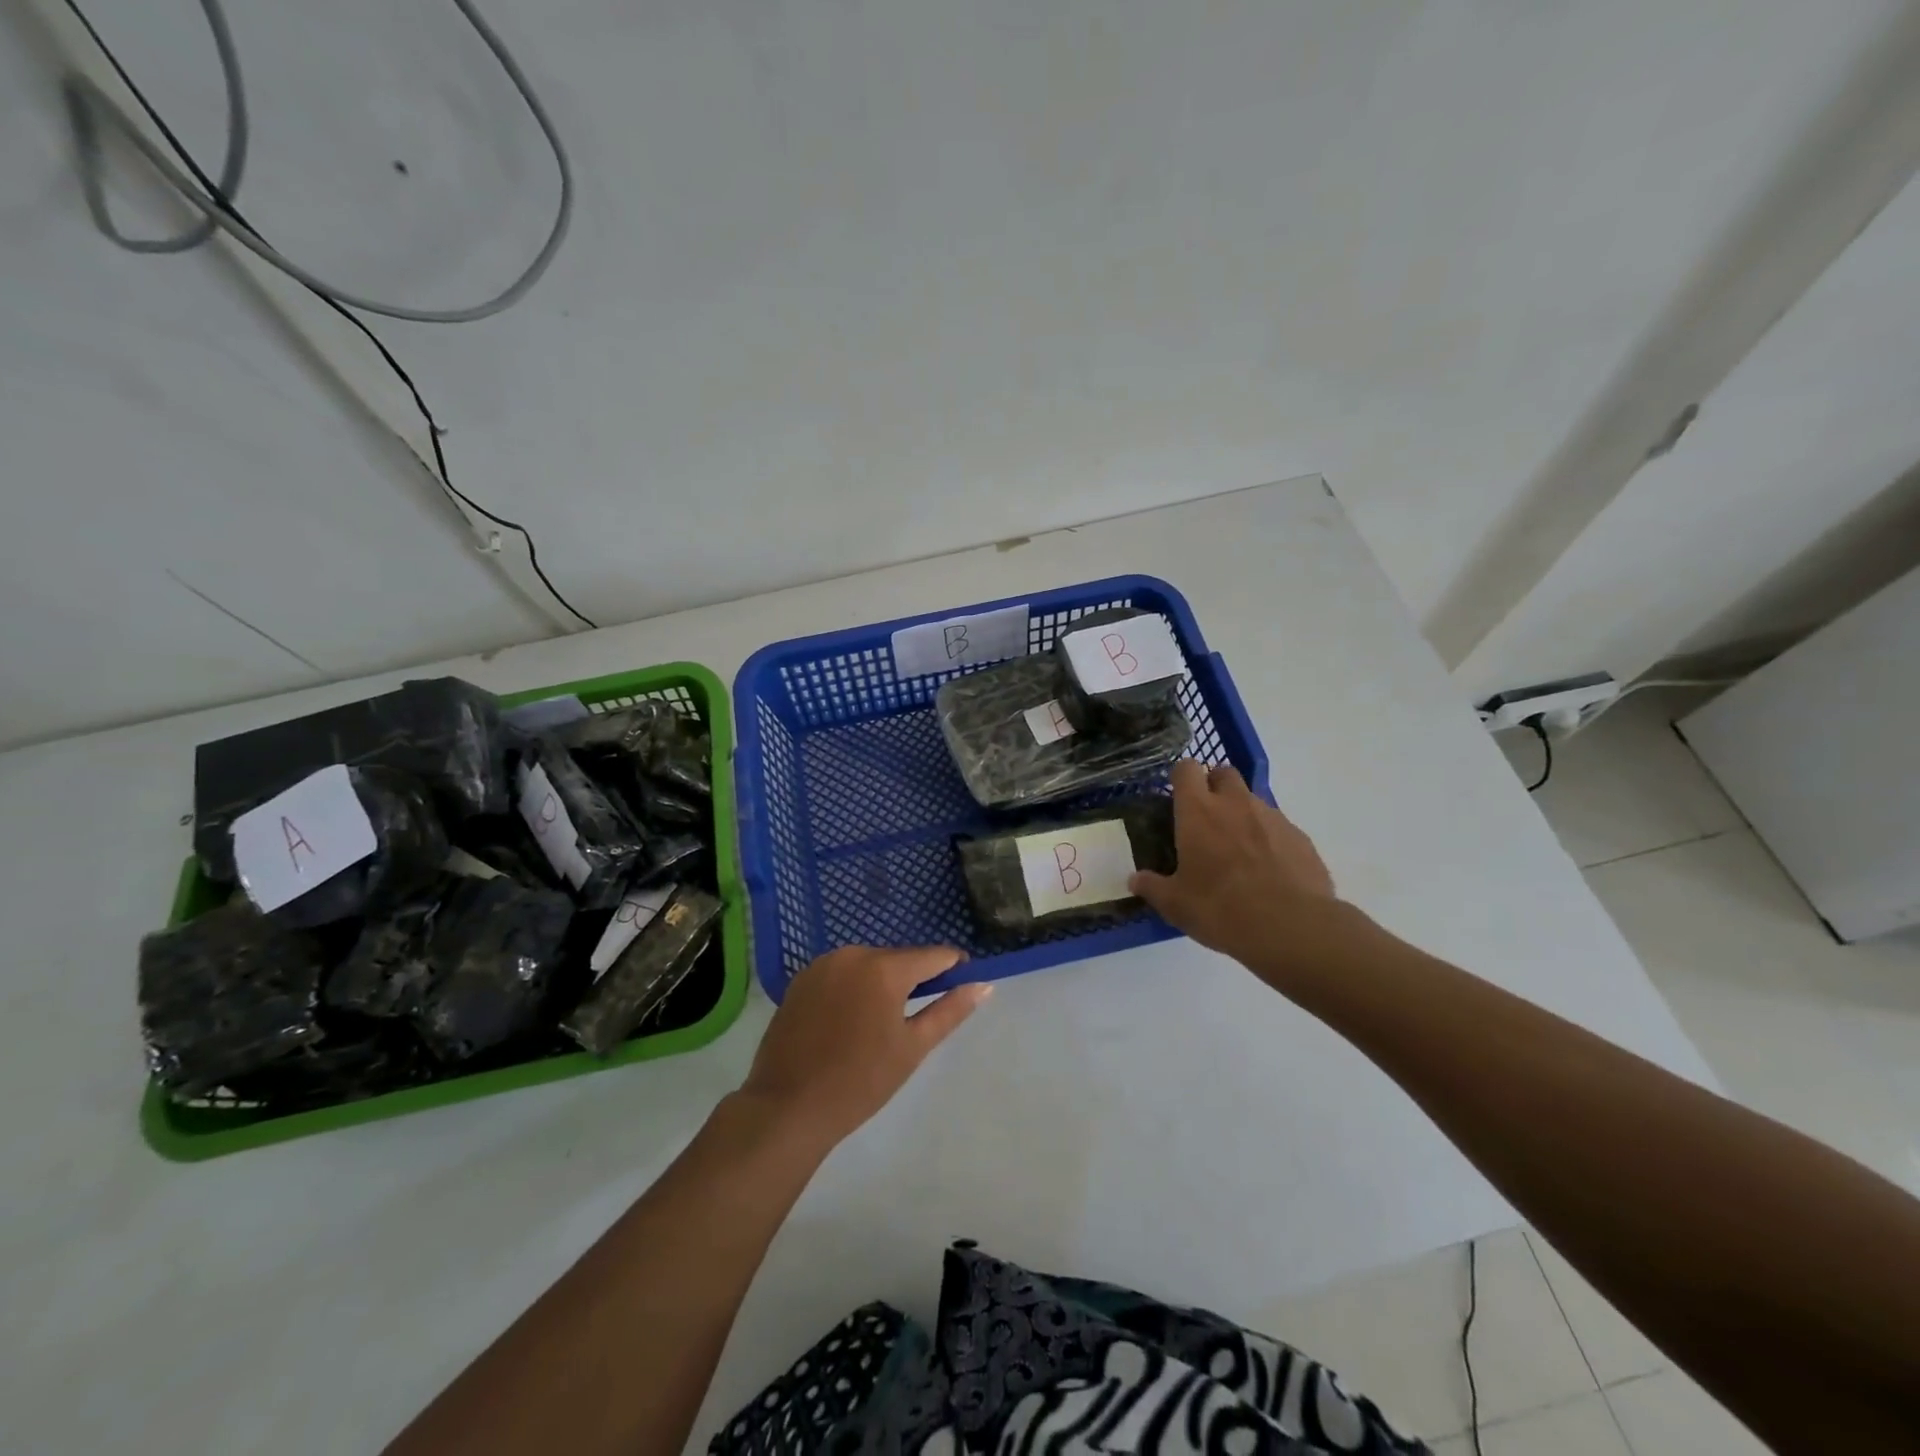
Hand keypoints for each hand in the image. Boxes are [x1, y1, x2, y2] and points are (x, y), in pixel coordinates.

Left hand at [738, 945, 989, 1150]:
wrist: (788, 1107)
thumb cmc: (860, 1081)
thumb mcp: (913, 1047)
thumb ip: (950, 1011)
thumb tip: (984, 985)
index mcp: (884, 968)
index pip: (933, 955)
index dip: (952, 966)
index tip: (961, 984)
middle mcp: (853, 954)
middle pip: (898, 959)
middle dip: (913, 979)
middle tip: (917, 1017)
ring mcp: (823, 964)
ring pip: (868, 965)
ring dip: (881, 983)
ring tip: (880, 1024)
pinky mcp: (800, 980)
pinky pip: (840, 974)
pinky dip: (852, 989)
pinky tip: (848, 1022)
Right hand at [1129, 760, 1347, 982]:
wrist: (1291, 927)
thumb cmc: (1220, 908)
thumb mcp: (1175, 904)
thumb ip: (1152, 887)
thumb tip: (1134, 880)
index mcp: (1198, 811)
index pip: (1186, 768)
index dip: (1181, 777)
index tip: (1177, 796)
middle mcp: (1235, 803)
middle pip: (1224, 772)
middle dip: (1214, 785)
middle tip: (1207, 818)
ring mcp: (1272, 817)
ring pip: (1253, 800)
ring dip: (1242, 814)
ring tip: (1238, 852)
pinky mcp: (1300, 837)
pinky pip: (1278, 827)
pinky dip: (1270, 839)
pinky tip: (1268, 871)